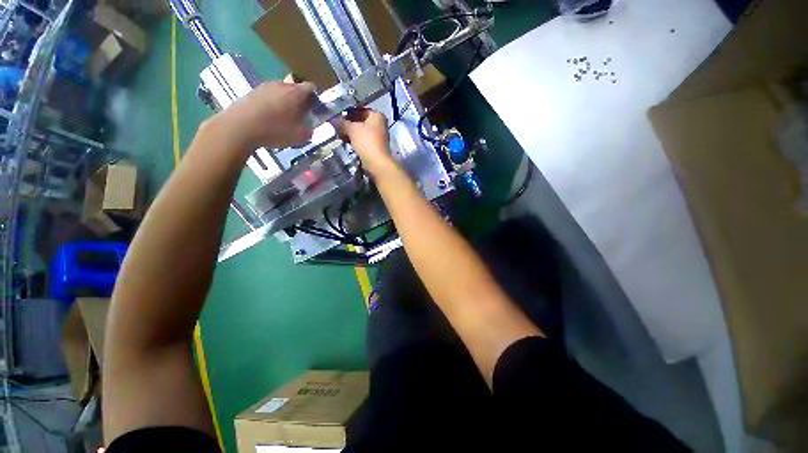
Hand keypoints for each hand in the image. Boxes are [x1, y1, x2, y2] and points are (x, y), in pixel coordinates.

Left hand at [212, 81, 315, 150]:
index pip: (311, 87)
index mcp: (296, 92)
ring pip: (281, 92)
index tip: (316, 109)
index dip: (316, 97)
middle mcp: (281, 85)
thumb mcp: (300, 136)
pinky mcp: (251, 93)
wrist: (239, 128)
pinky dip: (272, 105)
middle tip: (302, 116)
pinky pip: (268, 97)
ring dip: (285, 103)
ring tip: (285, 119)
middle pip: (295, 88)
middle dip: (300, 100)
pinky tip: (270, 119)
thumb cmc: (275, 130)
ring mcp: (264, 87)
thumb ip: (309, 130)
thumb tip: (310, 127)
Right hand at [334, 109, 396, 176]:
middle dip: (348, 124)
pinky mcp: (375, 148)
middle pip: (360, 122)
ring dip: (351, 134)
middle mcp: (380, 125)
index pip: (360, 110)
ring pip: (361, 132)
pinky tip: (346, 143)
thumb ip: (342, 123)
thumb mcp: (352, 129)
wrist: (377, 163)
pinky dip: (355, 142)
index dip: (348, 113)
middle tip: (336, 126)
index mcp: (377, 116)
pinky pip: (363, 141)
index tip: (337, 117)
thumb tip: (333, 120)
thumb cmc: (367, 142)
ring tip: (339, 135)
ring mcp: (378, 137)